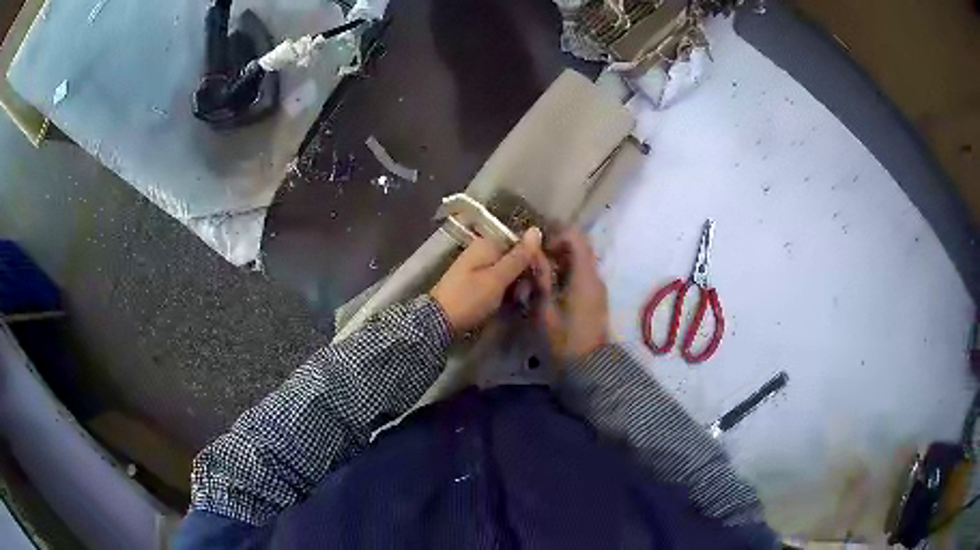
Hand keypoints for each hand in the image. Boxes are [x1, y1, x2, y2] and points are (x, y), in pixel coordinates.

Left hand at [431, 228, 543, 333]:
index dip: (534, 260)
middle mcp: (483, 251)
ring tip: (519, 301)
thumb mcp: (497, 278)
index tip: (543, 279)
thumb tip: (536, 229)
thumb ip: (518, 256)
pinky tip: (511, 303)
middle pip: (515, 258)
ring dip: (518, 286)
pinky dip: (506, 291)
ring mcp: (478, 267)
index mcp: (487, 244)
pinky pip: (499, 282)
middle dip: (526, 275)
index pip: (521, 244)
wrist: (438, 322)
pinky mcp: (476, 282)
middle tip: (528, 295)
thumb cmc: (469, 298)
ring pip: (509, 272)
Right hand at [534, 230, 608, 360]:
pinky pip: (583, 273)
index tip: (539, 248)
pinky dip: (568, 271)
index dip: (557, 235)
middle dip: (558, 246)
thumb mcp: (546, 308)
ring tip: (540, 272)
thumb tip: (532, 250)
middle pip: (581, 247)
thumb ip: (541, 276)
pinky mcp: (596, 296)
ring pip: (582, 260)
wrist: (589, 365)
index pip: (576, 238)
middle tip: (536, 259)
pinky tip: (551, 285)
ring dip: (562, 259)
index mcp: (585, 276)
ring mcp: (598, 286)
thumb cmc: (565, 338)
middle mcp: (595, 276)